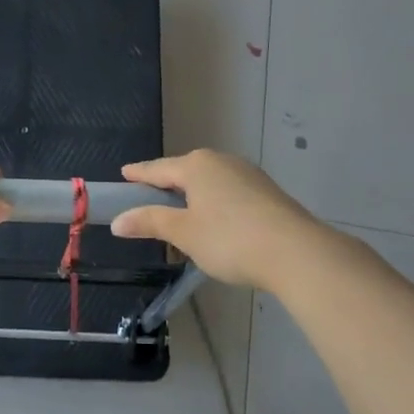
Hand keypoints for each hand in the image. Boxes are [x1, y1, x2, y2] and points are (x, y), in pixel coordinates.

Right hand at [110, 150, 318, 287]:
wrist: (295, 252)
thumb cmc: (230, 239)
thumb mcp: (184, 233)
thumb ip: (150, 222)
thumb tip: (118, 221)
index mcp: (197, 165)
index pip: (158, 168)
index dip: (139, 174)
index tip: (124, 173)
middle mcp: (222, 162)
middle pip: (185, 172)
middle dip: (167, 186)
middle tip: (150, 201)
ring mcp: (248, 175)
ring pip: (210, 183)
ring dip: (193, 197)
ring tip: (182, 217)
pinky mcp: (266, 192)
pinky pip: (229, 193)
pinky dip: (215, 204)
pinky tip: (216, 223)